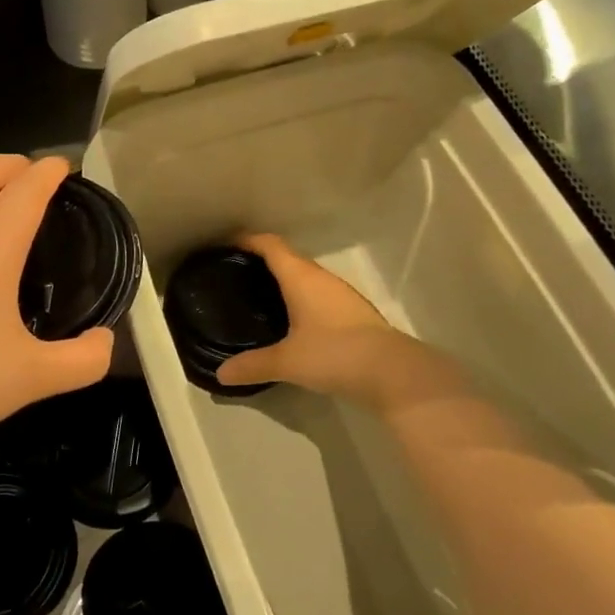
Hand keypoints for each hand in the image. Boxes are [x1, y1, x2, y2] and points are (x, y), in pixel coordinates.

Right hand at [215, 234, 470, 413]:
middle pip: (287, 257)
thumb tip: (221, 374)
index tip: (225, 245)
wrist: (393, 373)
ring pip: (305, 276)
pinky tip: (291, 319)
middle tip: (235, 274)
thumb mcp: (287, 362)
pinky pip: (318, 294)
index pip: (270, 245)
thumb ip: (252, 365)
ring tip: (259, 296)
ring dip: (283, 280)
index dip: (247, 240)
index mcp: (301, 277)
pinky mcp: (354, 312)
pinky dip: (299, 298)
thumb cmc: (334, 354)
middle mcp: (321, 278)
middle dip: (261, 261)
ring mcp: (341, 294)